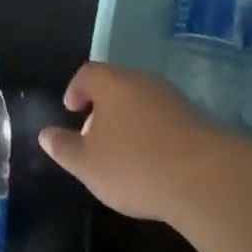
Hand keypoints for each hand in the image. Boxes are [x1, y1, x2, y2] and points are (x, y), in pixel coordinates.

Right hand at [40, 62, 227, 220]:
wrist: (206, 178)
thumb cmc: (134, 165)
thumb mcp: (87, 164)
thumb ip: (64, 147)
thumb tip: (45, 134)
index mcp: (113, 84)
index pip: (88, 73)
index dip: (76, 89)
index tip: (71, 111)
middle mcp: (143, 82)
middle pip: (117, 85)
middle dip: (104, 107)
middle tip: (95, 136)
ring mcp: (174, 99)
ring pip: (143, 102)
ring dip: (131, 121)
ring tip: (124, 153)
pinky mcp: (198, 120)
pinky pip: (166, 119)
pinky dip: (155, 134)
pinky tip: (154, 163)